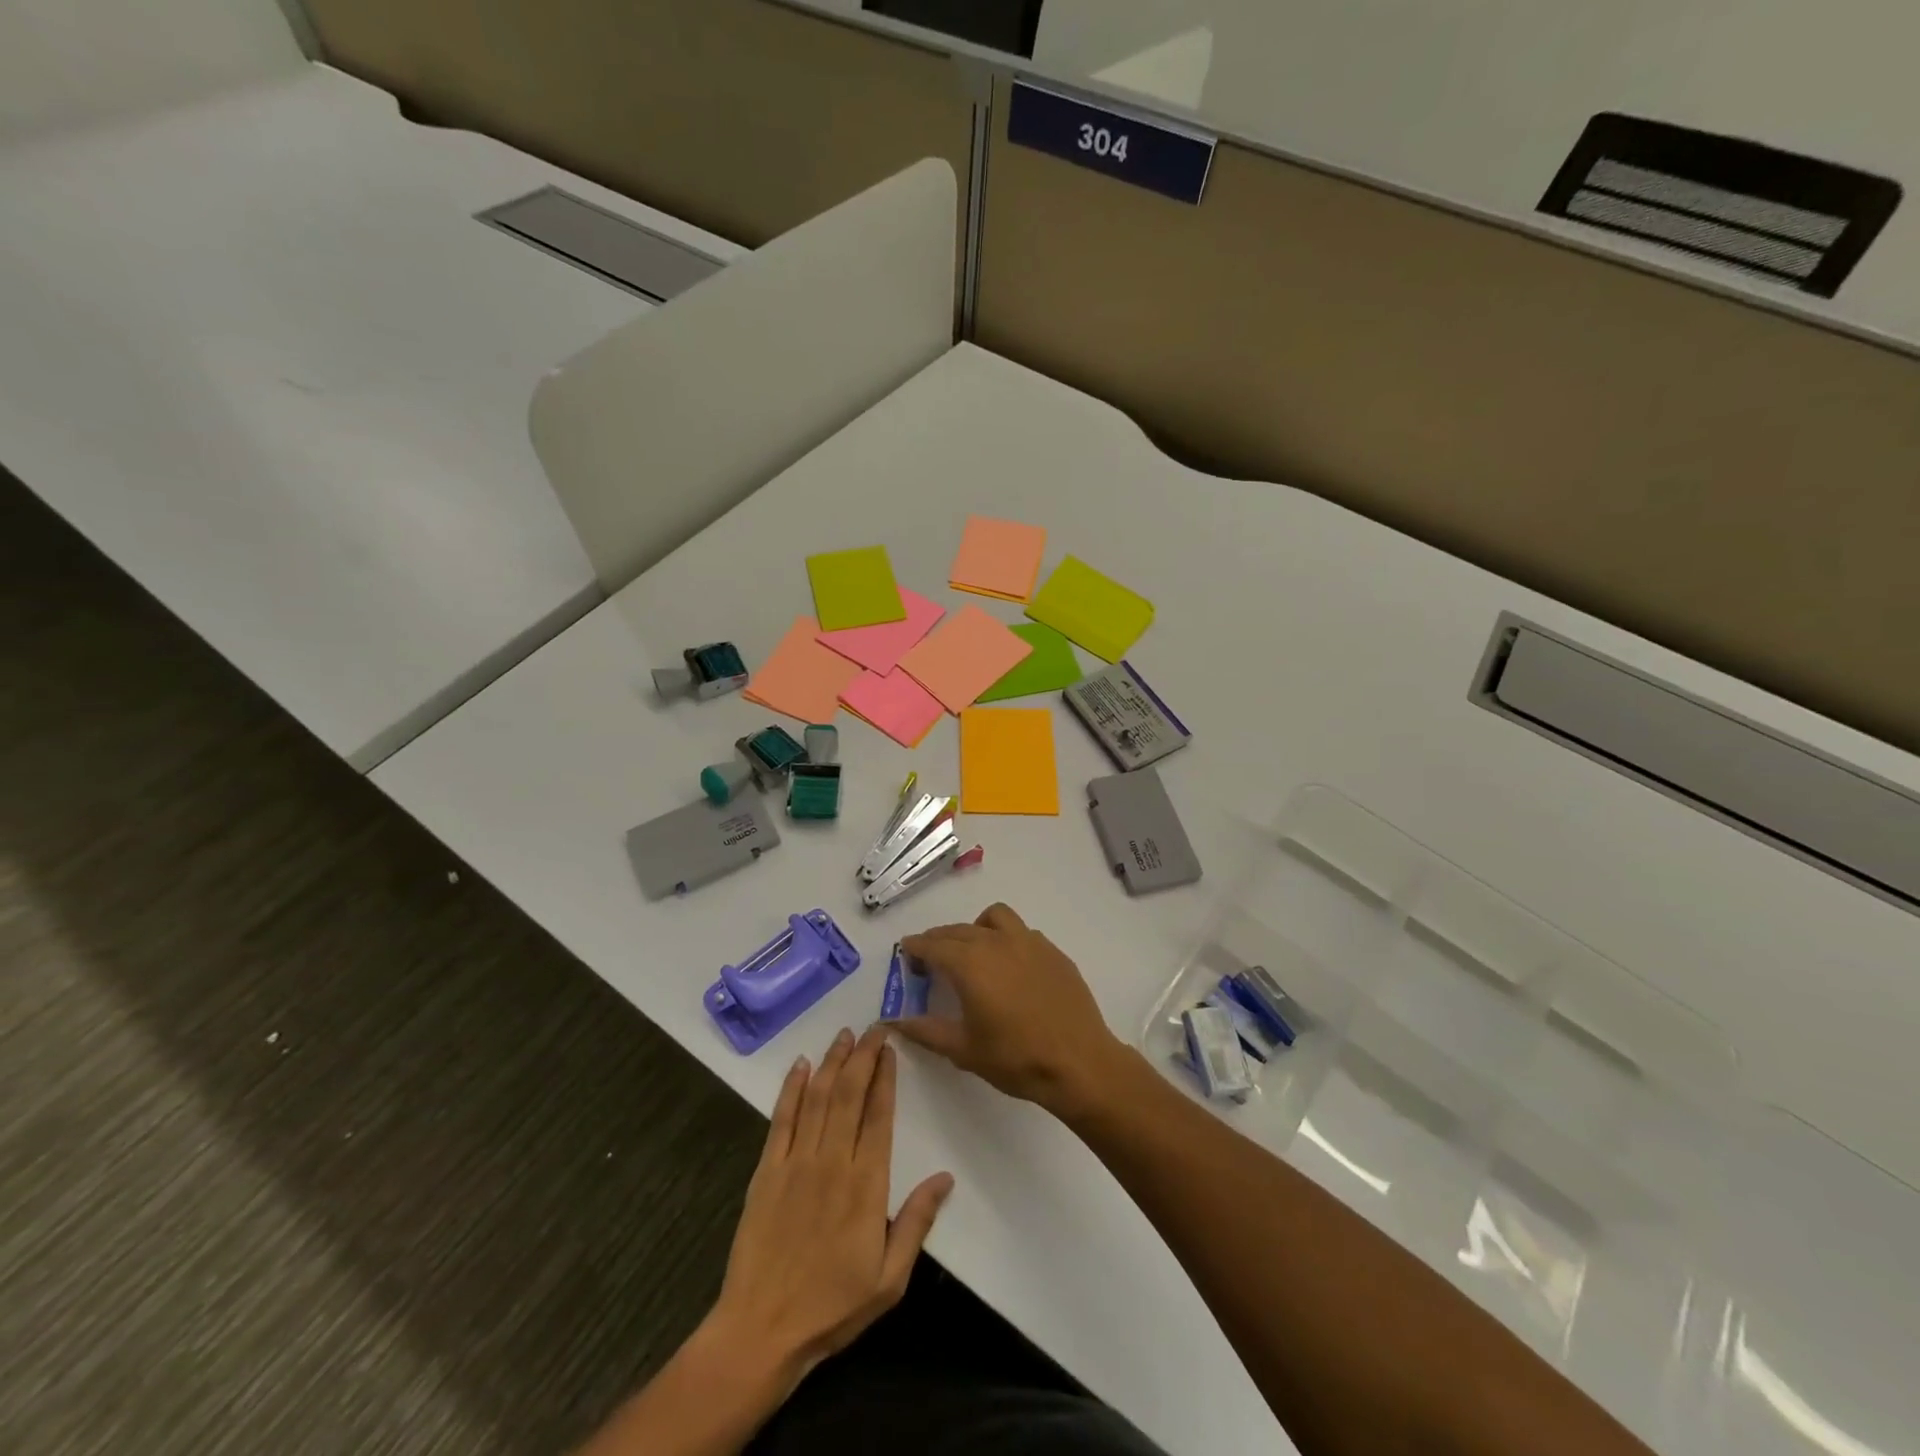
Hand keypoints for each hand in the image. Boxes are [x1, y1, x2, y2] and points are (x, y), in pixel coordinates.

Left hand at [705, 1025, 953, 1391]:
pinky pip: (781, 1119)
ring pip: (817, 1097)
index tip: (891, 1049)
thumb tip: (945, 1177)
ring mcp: (796, 1163)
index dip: (885, 1077)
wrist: (761, 1332)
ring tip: (845, 1035)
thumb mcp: (889, 1279)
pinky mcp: (766, 1170)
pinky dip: (791, 1088)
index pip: (879, 1115)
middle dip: (863, 1056)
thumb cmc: (832, 1307)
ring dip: (831, 1061)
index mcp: (866, 1186)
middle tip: (873, 1028)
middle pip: (849, 1094)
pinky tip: (800, 1065)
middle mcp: (832, 1163)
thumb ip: (916, 1222)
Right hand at [892, 903, 1130, 1119]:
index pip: (933, 945)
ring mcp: (1029, 943)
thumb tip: (892, 1021)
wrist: (1079, 1063)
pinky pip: (1022, 933)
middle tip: (930, 958)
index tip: (906, 951)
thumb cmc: (1016, 1059)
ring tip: (972, 952)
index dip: (916, 947)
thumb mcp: (963, 1050)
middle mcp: (997, 943)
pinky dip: (1005, 939)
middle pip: (958, 930)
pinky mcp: (1053, 952)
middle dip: (939, 939)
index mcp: (971, 964)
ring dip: (975, 928)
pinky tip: (1009, 967)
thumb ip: (925, 1030)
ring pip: (994, 918)